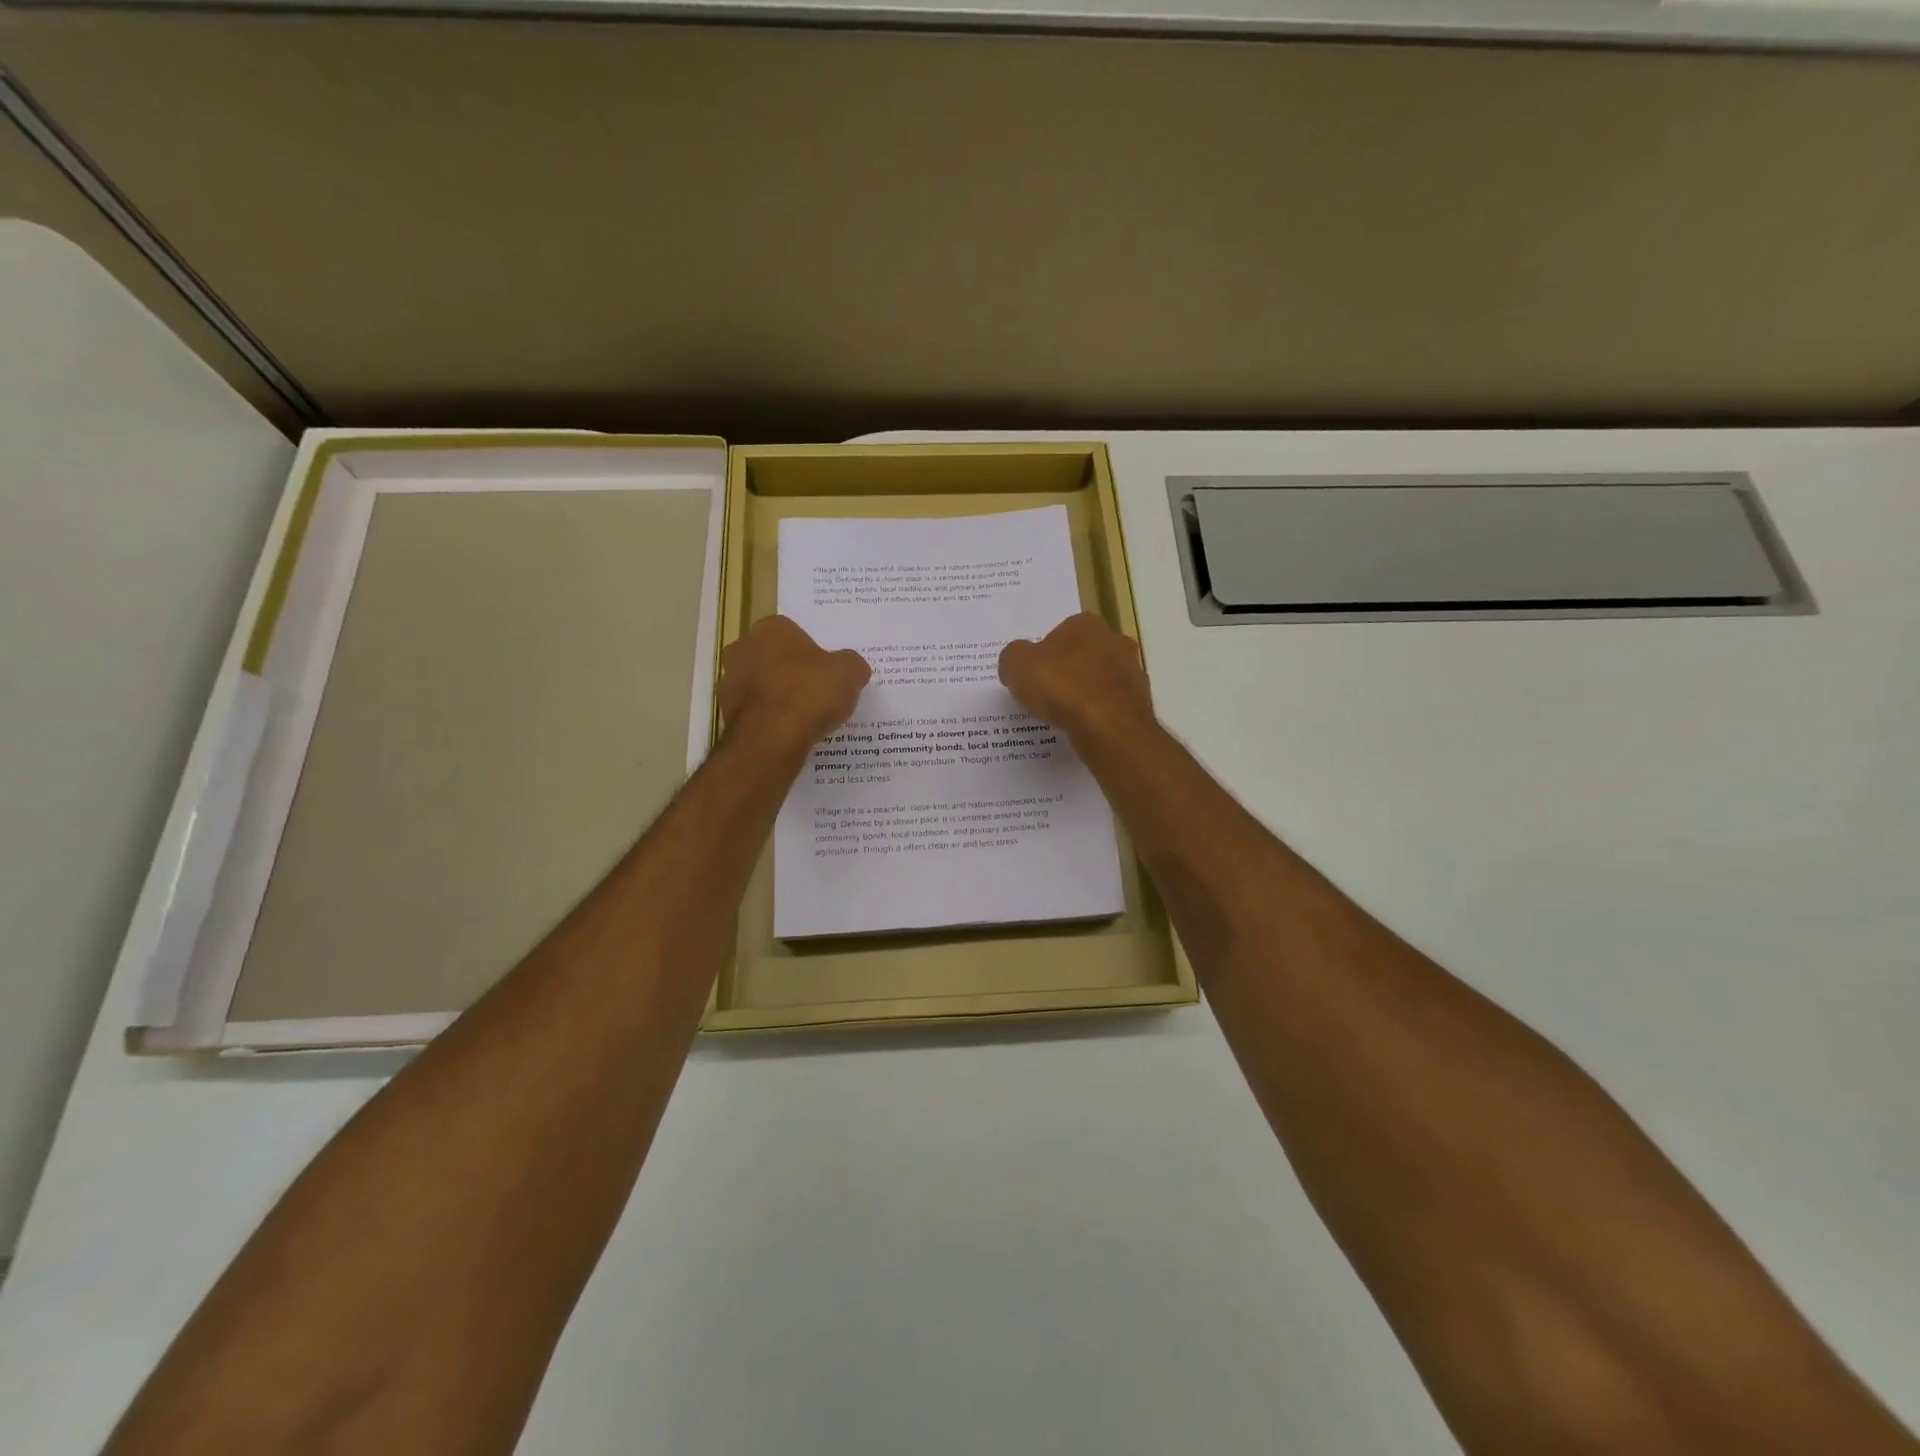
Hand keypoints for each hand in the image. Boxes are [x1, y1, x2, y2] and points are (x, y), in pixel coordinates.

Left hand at [718, 616, 869, 748]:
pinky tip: (787, 733)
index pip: (792, 633)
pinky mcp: (725, 713)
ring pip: (760, 685)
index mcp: (771, 629)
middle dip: (789, 671)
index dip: (811, 652)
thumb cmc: (810, 692)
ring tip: (803, 717)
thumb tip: (851, 668)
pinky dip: (768, 719)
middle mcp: (742, 648)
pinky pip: (754, 712)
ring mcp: (729, 682)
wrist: (772, 738)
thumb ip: (851, 665)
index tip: (825, 671)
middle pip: (772, 657)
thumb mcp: (849, 673)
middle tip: (815, 692)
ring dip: (776, 696)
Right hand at [998, 613, 1155, 743]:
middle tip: (1047, 695)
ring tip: (1064, 716)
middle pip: (1084, 655)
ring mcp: (1133, 672)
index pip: (1060, 633)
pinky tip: (1085, 728)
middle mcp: (1115, 641)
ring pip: (1101, 680)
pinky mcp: (1141, 701)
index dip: (1044, 655)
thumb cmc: (1061, 687)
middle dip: (1068, 671)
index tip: (1034, 676)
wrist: (1107, 727)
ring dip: (1086, 693)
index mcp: (1086, 624)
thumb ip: (1013, 658)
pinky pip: (1112, 705)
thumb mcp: (1017, 666)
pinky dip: (1099, 714)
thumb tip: (1016, 665)